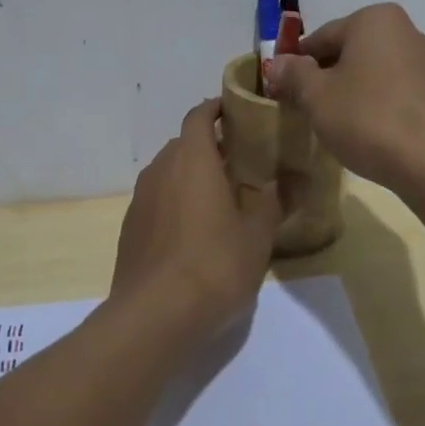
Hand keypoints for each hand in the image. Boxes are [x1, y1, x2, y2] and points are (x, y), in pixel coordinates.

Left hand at [110, 99, 281, 342]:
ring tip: (219, 198)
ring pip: (168, 173)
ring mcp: (141, 199)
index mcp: (192, 159)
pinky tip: (193, 232)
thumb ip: (274, 201)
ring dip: (191, 176)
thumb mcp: (257, 235)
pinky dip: (175, 202)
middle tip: (239, 162)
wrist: (153, 316)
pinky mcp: (130, 228)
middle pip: (184, 144)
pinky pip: (157, 200)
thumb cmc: (214, 265)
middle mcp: (161, 169)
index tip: (237, 112)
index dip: (216, 109)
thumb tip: (293, 179)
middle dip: (209, 147)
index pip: (199, 116)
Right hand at [267, 3, 424, 192]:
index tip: (282, 92)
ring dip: (352, 92)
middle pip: (349, 52)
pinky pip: (396, 91)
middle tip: (307, 110)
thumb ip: (294, 74)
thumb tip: (278, 63)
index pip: (321, 38)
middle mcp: (406, 30)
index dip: (296, 65)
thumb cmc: (368, 117)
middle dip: (326, 78)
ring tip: (337, 125)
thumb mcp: (317, 96)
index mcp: (374, 19)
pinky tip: (368, 132)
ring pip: (373, 72)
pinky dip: (377, 105)